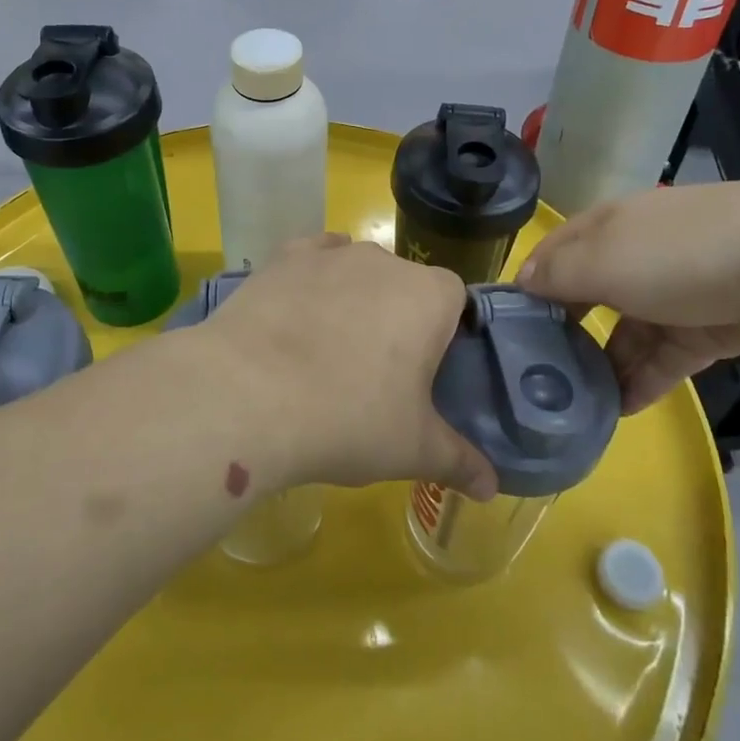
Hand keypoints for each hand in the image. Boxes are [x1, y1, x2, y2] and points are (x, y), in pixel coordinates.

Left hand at [201, 236, 497, 499]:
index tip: (426, 374)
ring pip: (358, 272)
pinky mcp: (284, 257)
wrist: (248, 394)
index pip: (455, 301)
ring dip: (355, 301)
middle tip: (378, 374)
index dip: (445, 334)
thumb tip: (491, 486)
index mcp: (430, 296)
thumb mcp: (413, 450)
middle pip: (405, 285)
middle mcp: (385, 260)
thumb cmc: (348, 418)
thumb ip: (459, 461)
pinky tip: (298, 314)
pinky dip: (312, 281)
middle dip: (399, 319)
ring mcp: (331, 253)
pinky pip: (312, 260)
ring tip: (328, 353)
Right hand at [517, 183, 739, 414]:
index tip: (506, 325)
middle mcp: (637, 253)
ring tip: (576, 401)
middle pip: (590, 293)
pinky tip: (620, 410)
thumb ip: (556, 274)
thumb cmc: (676, 254)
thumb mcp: (601, 260)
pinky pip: (665, 356)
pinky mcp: (710, 327)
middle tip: (537, 371)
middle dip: (565, 329)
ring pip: (628, 330)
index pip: (555, 252)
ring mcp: (676, 291)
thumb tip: (521, 282)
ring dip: (604, 363)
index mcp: (608, 227)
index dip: (529, 283)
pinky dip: (642, 379)